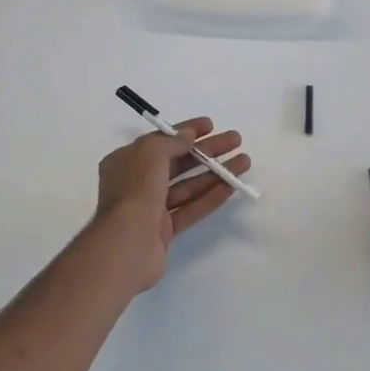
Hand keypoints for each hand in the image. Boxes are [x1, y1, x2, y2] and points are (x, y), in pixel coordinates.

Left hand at [88, 118, 249, 296]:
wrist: (125, 246)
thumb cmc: (135, 191)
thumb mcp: (150, 154)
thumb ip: (172, 142)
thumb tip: (188, 135)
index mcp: (126, 162)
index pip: (160, 141)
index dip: (186, 131)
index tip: (211, 125)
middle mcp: (137, 183)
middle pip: (178, 162)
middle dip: (207, 151)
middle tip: (235, 141)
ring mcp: (151, 208)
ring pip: (188, 186)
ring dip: (215, 173)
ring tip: (244, 162)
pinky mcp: (164, 231)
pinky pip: (191, 209)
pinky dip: (211, 197)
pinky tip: (232, 186)